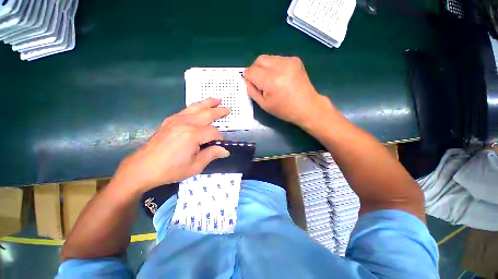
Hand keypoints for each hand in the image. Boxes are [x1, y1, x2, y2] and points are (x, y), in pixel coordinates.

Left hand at [111, 98, 230, 194]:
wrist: (143, 167)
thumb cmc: (170, 169)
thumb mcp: (195, 166)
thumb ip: (211, 154)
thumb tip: (225, 151)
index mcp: (193, 135)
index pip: (213, 132)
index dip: (220, 138)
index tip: (221, 145)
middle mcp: (186, 123)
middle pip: (207, 114)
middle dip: (219, 111)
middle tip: (228, 109)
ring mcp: (176, 119)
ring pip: (196, 107)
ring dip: (208, 103)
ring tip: (216, 99)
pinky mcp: (170, 120)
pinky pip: (186, 110)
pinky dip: (196, 106)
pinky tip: (199, 107)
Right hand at [243, 55, 334, 127]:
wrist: (307, 107)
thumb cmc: (284, 110)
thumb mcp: (264, 105)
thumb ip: (252, 91)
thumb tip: (247, 80)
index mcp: (271, 81)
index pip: (251, 71)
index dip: (248, 77)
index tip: (251, 84)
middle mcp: (280, 67)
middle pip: (258, 60)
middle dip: (255, 70)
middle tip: (259, 82)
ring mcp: (289, 61)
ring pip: (268, 58)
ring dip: (264, 68)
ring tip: (271, 80)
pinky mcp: (295, 60)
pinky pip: (277, 59)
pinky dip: (274, 66)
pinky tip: (279, 77)